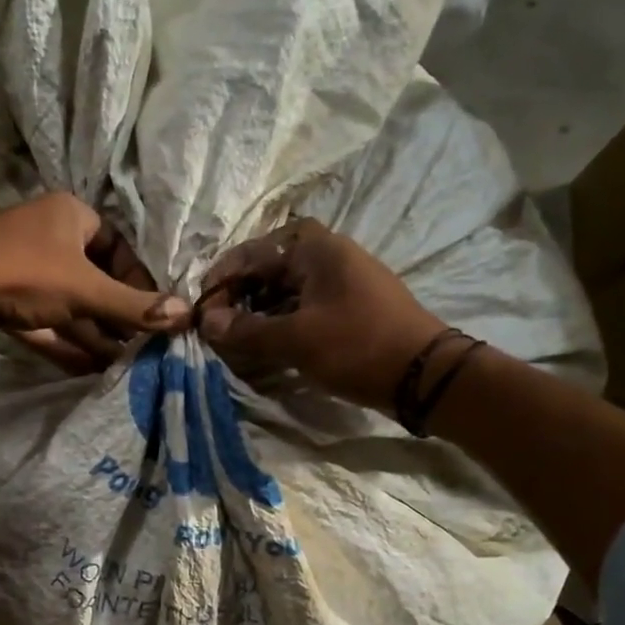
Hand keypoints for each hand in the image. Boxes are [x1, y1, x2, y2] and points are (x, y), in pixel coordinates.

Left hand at [0, 193, 188, 368]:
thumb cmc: (26, 274)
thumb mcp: (87, 291)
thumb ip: (135, 307)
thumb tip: (188, 315)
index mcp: (71, 216)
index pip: (117, 247)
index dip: (138, 282)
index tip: (152, 314)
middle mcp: (48, 236)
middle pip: (94, 279)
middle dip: (115, 316)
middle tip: (139, 346)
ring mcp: (23, 267)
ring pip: (69, 304)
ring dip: (93, 334)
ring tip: (120, 364)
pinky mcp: (5, 298)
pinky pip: (45, 320)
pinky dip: (65, 341)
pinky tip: (87, 367)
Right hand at [197, 218, 444, 413]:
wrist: (423, 375)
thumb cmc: (356, 346)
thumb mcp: (295, 339)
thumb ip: (247, 329)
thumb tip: (207, 322)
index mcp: (314, 249)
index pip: (253, 253)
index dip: (222, 278)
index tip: (201, 308)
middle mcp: (328, 256)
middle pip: (269, 268)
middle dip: (240, 295)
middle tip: (218, 325)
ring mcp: (342, 281)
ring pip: (286, 289)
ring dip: (259, 311)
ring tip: (237, 338)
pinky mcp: (350, 307)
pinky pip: (304, 306)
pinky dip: (281, 321)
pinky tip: (267, 345)